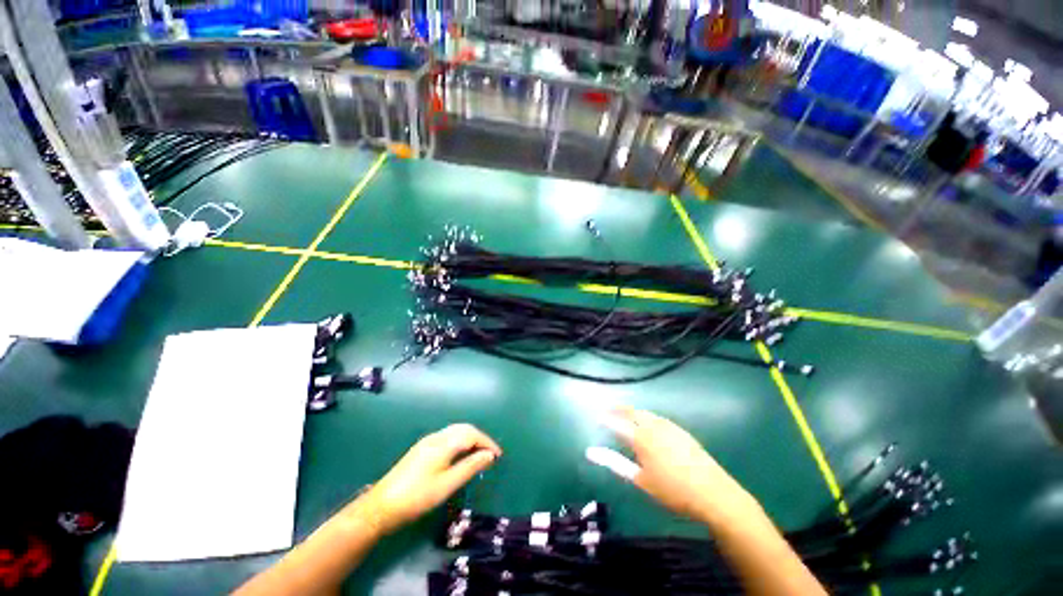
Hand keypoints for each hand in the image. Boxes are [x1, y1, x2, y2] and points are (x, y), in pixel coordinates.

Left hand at [350, 424, 501, 535]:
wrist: (380, 507)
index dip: (487, 443)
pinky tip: (460, 456)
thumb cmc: (417, 497)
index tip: (498, 456)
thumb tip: (489, 455)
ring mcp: (427, 442)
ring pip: (455, 432)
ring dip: (470, 439)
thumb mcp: (447, 485)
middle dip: (480, 439)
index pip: (472, 434)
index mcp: (443, 443)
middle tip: (490, 455)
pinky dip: (460, 442)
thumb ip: (470, 467)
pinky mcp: (422, 449)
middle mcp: (436, 437)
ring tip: (479, 456)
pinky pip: (448, 437)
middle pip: (464, 429)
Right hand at [598, 407, 757, 525]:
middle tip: (609, 411)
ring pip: (645, 413)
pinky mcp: (681, 430)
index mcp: (641, 438)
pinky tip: (648, 423)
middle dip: (618, 410)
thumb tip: (591, 452)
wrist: (713, 493)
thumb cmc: (672, 491)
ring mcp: (669, 426)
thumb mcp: (640, 480)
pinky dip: (647, 416)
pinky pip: (658, 417)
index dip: (606, 419)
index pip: (617, 423)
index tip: (597, 418)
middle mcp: (653, 426)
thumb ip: (615, 463)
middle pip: (632, 411)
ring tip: (625, 415)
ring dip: (633, 411)